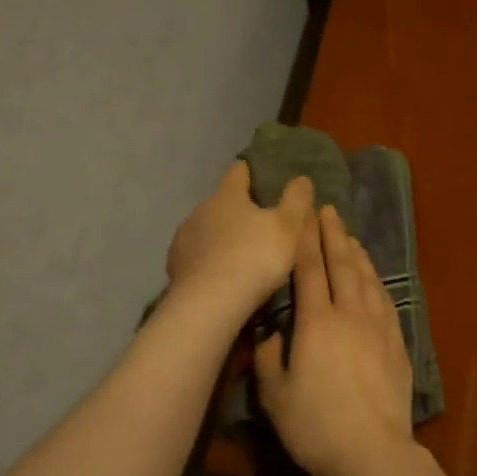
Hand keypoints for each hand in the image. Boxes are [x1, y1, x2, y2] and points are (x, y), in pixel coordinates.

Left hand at [167, 162, 314, 316]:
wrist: (209, 304)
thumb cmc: (254, 257)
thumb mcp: (288, 227)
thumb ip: (296, 200)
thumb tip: (301, 178)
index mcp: (227, 196)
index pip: (239, 171)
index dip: (253, 171)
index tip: (264, 177)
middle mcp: (200, 210)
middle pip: (222, 202)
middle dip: (239, 210)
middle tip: (261, 224)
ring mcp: (183, 239)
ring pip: (207, 230)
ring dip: (222, 237)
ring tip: (241, 255)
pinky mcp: (175, 267)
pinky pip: (196, 256)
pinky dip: (208, 260)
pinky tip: (220, 276)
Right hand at [254, 205, 414, 475]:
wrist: (373, 451)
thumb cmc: (316, 426)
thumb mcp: (276, 396)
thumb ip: (270, 358)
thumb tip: (271, 333)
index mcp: (317, 323)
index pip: (309, 270)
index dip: (305, 239)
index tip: (302, 214)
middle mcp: (350, 314)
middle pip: (342, 264)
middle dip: (332, 234)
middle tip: (327, 209)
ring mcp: (378, 327)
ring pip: (367, 278)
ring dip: (356, 252)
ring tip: (349, 235)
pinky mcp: (397, 342)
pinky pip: (385, 299)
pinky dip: (376, 280)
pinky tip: (373, 276)